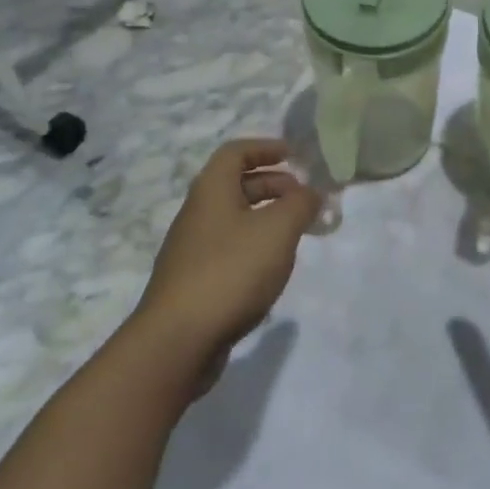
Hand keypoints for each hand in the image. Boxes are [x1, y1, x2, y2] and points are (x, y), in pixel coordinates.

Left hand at [134, 140, 319, 382]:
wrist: (177, 341)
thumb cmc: (230, 271)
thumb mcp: (277, 230)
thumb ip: (300, 204)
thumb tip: (311, 193)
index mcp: (211, 190)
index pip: (235, 152)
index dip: (265, 147)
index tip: (294, 155)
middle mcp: (197, 213)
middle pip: (235, 185)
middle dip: (272, 184)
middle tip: (303, 198)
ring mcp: (192, 249)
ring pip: (234, 219)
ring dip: (266, 217)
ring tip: (295, 233)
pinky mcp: (194, 282)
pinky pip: (229, 249)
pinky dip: (254, 246)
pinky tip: (272, 269)